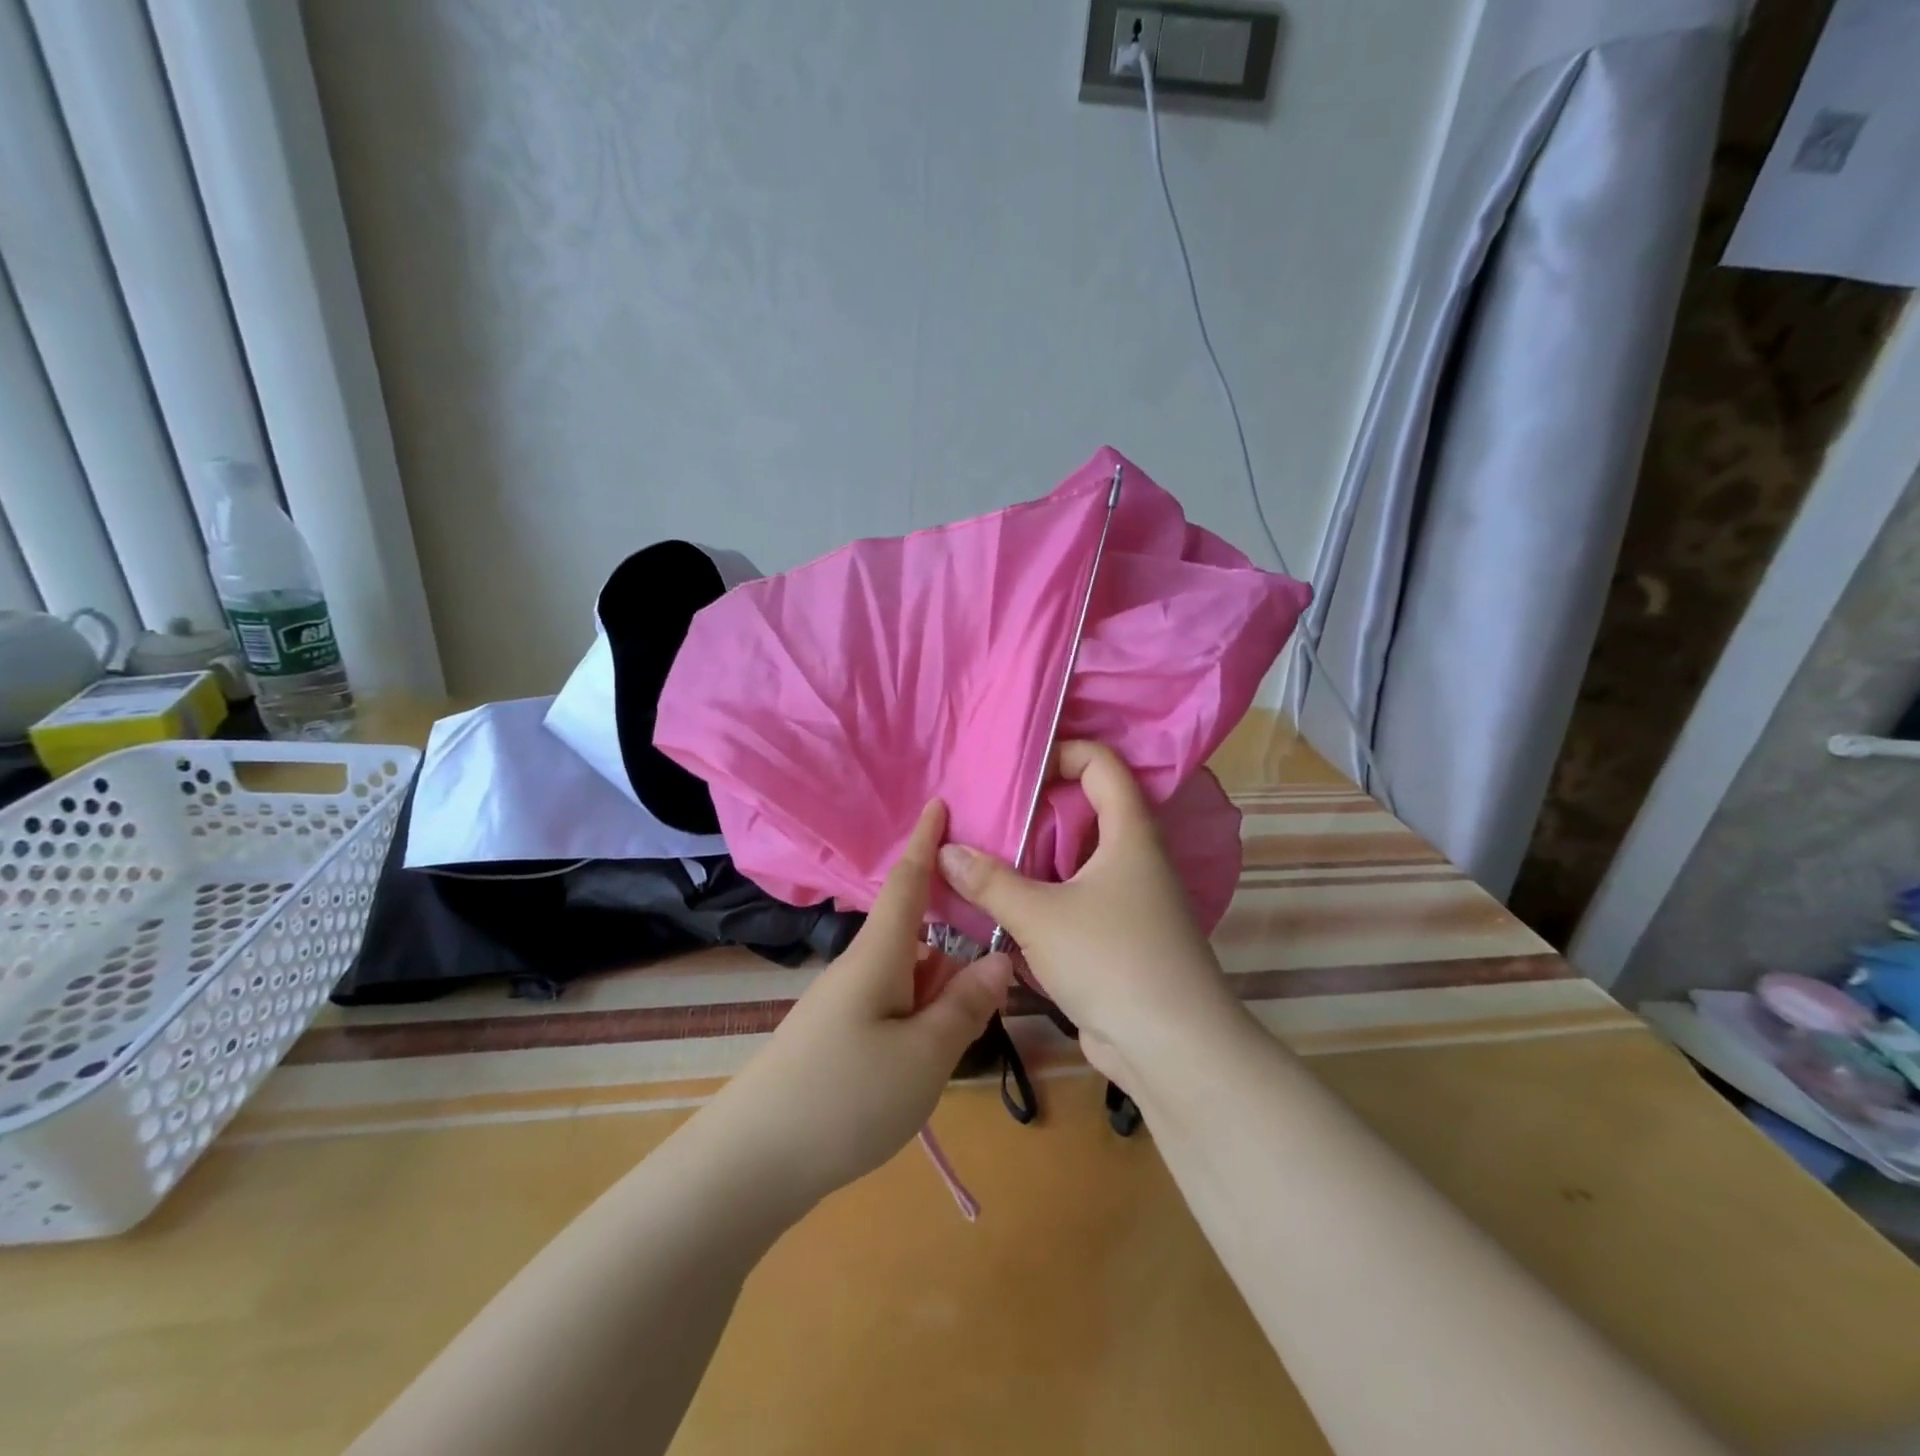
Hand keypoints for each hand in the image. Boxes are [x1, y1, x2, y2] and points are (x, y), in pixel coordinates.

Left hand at [707, 800, 1013, 1208]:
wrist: (753, 1162)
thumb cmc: (846, 1097)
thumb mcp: (924, 1054)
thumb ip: (966, 1006)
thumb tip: (999, 958)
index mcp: (880, 954)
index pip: (907, 882)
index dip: (925, 841)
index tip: (939, 803)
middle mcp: (861, 968)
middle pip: (920, 938)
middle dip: (958, 942)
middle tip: (1005, 959)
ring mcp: (846, 1005)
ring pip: (910, 979)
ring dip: (944, 989)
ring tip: (980, 1021)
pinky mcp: (839, 1038)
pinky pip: (894, 1008)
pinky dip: (924, 1017)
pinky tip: (938, 1054)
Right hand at [935, 742, 1239, 1088]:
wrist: (1173, 1049)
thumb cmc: (1113, 960)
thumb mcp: (1041, 916)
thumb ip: (990, 882)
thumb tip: (946, 851)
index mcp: (1130, 833)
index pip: (1103, 764)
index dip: (1063, 753)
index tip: (1017, 770)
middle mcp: (1135, 858)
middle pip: (1086, 812)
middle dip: (1036, 810)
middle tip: (986, 813)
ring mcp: (1131, 901)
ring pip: (1077, 862)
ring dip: (1035, 859)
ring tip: (983, 857)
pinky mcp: (1120, 939)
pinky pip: (1076, 901)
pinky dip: (1044, 898)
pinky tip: (1004, 909)